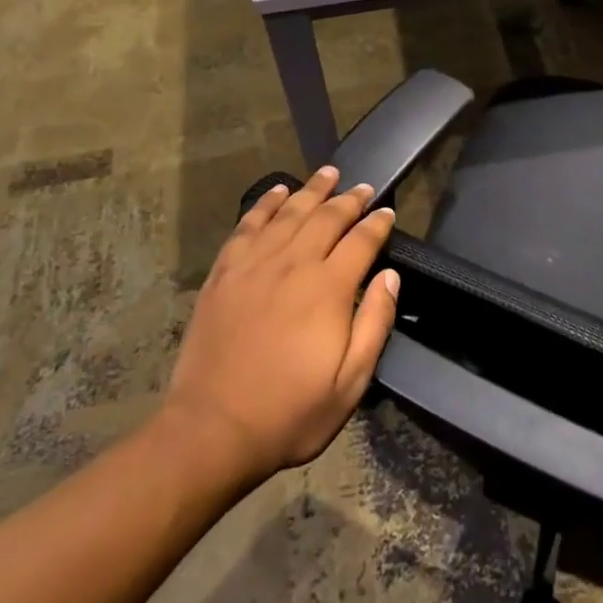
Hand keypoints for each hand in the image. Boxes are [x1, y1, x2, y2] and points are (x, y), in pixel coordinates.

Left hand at [162, 166, 399, 488]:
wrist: (212, 429)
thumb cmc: (290, 413)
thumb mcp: (350, 384)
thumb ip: (375, 323)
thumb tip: (389, 275)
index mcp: (328, 289)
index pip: (361, 241)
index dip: (377, 223)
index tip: (388, 211)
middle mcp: (293, 264)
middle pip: (326, 218)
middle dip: (349, 199)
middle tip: (363, 187)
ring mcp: (254, 264)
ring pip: (289, 213)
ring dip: (311, 190)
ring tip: (328, 173)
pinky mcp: (225, 272)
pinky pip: (248, 225)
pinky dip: (265, 204)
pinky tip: (277, 192)